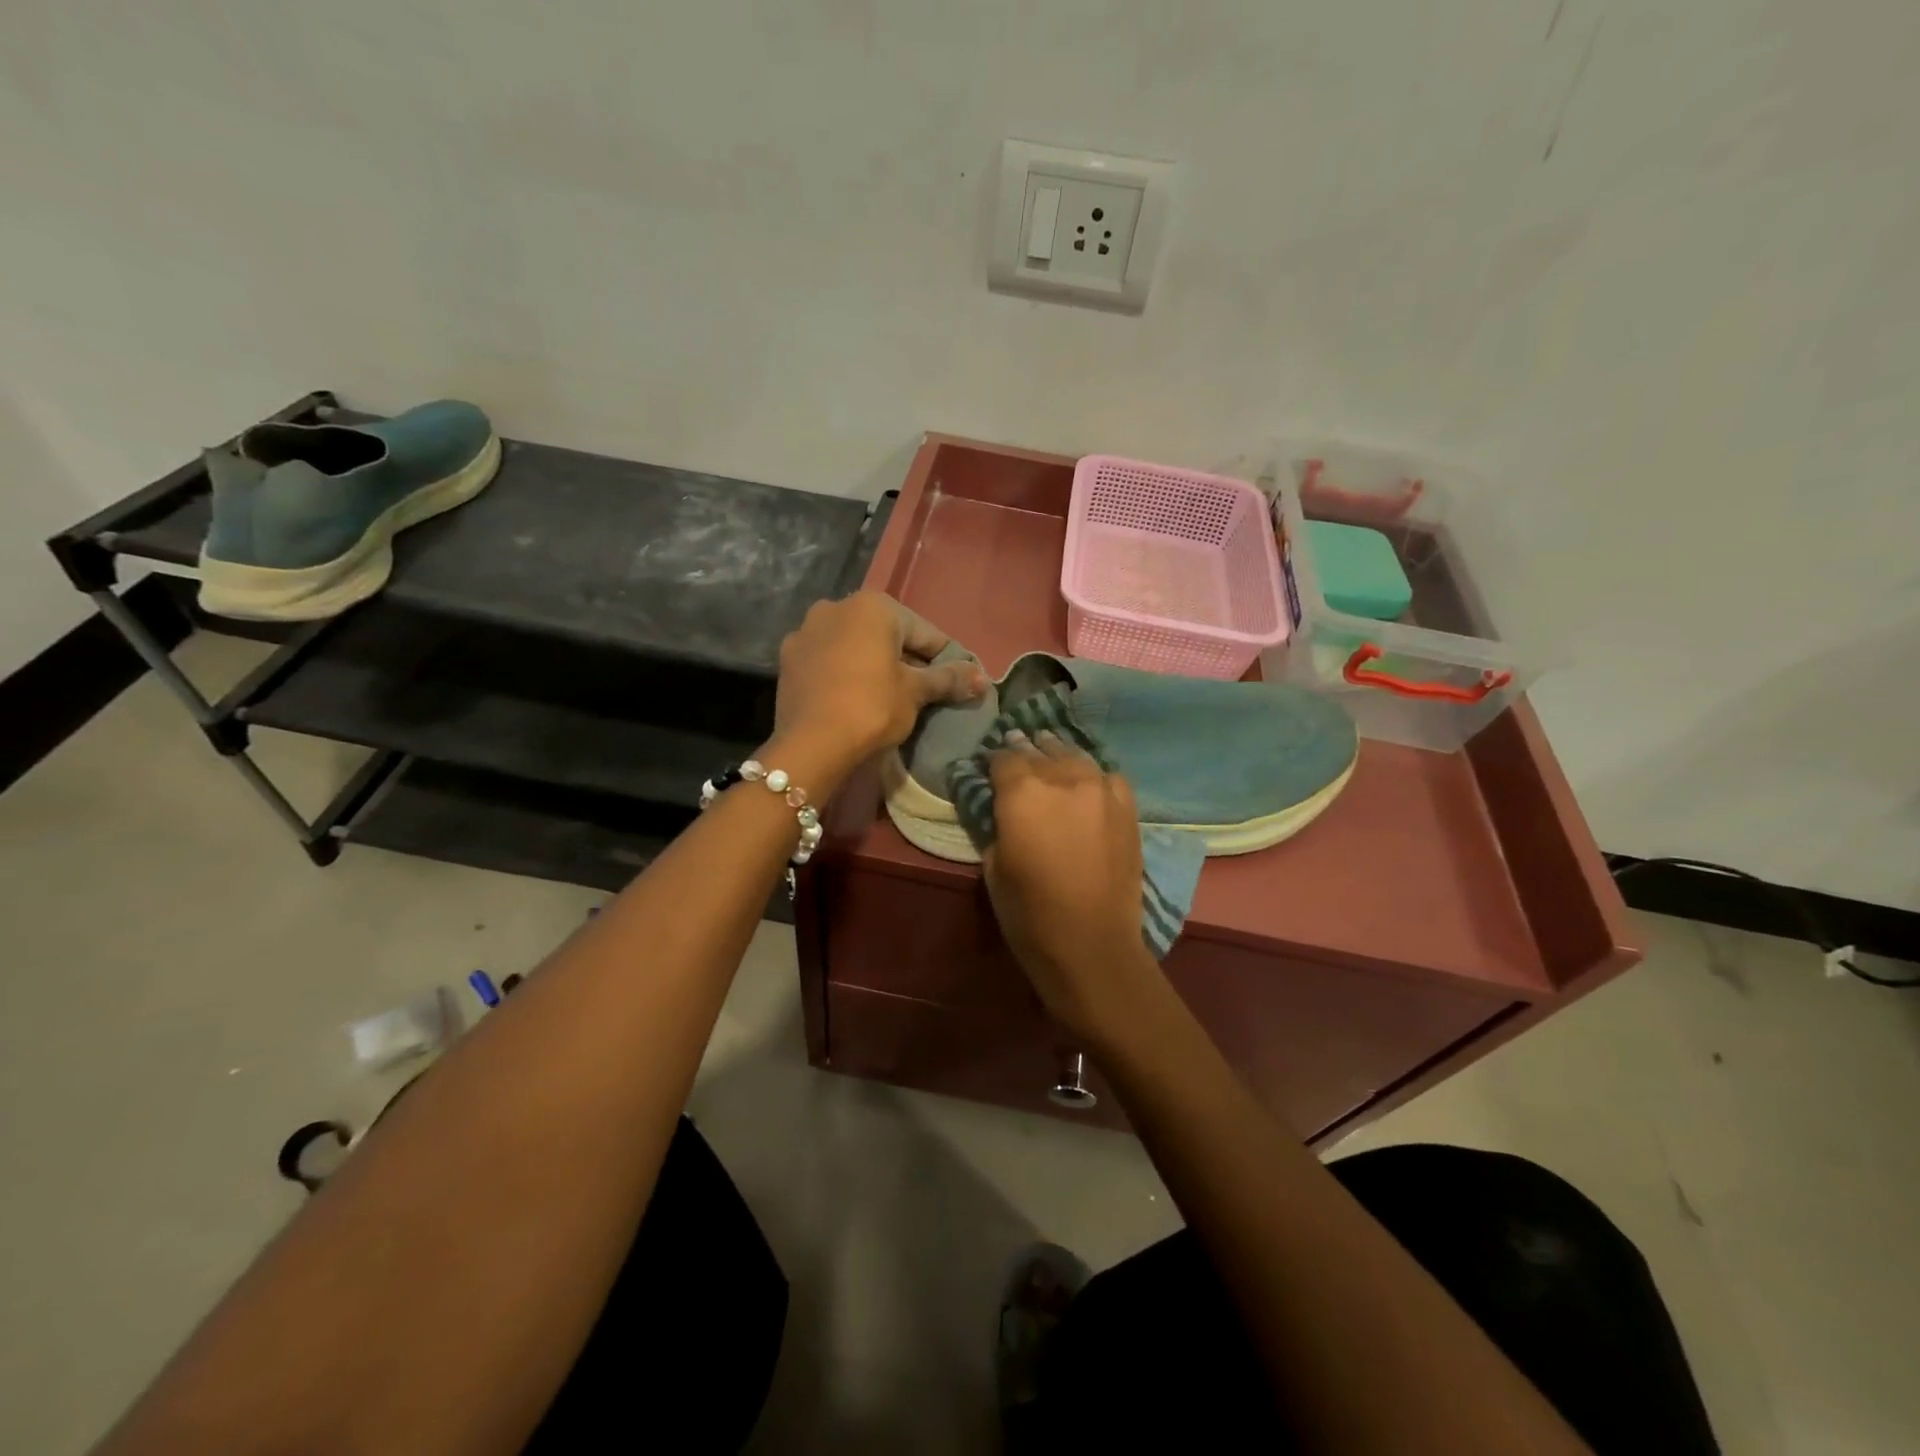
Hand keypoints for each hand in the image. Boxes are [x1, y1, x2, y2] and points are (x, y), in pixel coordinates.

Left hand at [771, 592, 985, 785]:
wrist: (810, 745)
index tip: (959, 681)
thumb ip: (949, 679)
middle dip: (908, 660)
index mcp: (873, 606)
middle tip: (927, 692)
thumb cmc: (872, 708)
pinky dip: (847, 673)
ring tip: (891, 697)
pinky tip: (855, 698)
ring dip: (875, 665)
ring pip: (856, 646)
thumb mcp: (915, 693)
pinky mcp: (789, 659)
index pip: (925, 632)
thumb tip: (983, 678)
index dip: (947, 659)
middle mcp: (836, 607)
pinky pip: (830, 661)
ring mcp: (807, 631)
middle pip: (888, 635)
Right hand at [982, 731, 1163, 1043]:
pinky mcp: (1126, 807)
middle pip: (1039, 751)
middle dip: (1025, 750)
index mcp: (1022, 792)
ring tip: (1049, 750)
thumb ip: (996, 824)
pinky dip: (1092, 774)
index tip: (988, 768)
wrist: (1091, 943)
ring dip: (1057, 753)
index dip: (993, 761)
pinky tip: (1087, 781)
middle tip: (1016, 747)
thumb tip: (1000, 807)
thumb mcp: (992, 866)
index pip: (1003, 758)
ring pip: (1074, 756)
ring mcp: (1100, 789)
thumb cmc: (1029, 912)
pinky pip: (1107, 775)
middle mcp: (1062, 778)